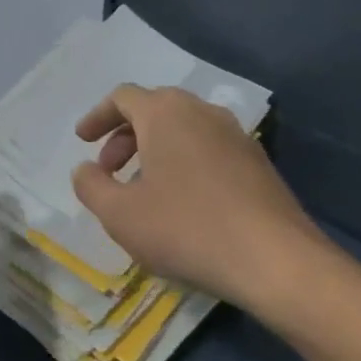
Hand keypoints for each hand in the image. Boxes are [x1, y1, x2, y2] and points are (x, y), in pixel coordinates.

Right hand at [71, 84, 330, 319]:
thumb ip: (90, 186)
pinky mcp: (259, 164)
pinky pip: (208, 149)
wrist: (277, 262)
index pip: (123, 97)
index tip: (82, 141)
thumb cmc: (186, 229)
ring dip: (154, 149)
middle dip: (124, 134)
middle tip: (109, 168)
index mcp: (165, 114)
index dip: (97, 117)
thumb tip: (85, 170)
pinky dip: (183, 162)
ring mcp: (237, 136)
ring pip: (184, 128)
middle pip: (154, 108)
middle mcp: (203, 113)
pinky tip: (181, 202)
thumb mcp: (119, 214)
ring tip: (142, 188)